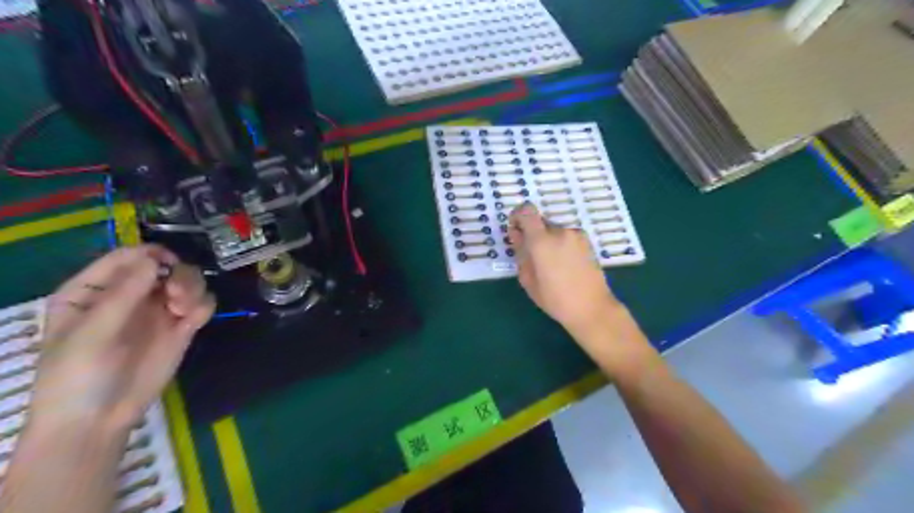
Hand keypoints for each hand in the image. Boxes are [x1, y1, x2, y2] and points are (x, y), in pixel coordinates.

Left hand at [28, 245, 216, 432]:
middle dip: (177, 275)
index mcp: (95, 290)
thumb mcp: (92, 334)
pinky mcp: (182, 326)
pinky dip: (203, 305)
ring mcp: (158, 310)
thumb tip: (154, 259)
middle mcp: (130, 294)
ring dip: (192, 288)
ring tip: (185, 310)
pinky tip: (194, 319)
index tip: (167, 266)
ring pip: (188, 281)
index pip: (127, 257)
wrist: (99, 420)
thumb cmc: (78, 376)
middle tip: (177, 295)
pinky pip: (202, 303)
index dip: (149, 255)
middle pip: (165, 265)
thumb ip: (123, 295)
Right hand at [507, 202, 621, 338]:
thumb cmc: (555, 299)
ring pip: (553, 230)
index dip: (517, 216)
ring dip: (547, 240)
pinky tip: (564, 265)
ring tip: (550, 265)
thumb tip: (516, 234)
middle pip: (539, 222)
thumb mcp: (528, 279)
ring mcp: (576, 235)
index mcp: (542, 241)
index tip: (516, 231)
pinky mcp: (587, 241)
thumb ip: (520, 252)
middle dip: (532, 234)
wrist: (592, 308)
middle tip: (532, 256)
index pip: (526, 210)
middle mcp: (560, 231)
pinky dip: (560, 244)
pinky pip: (566, 236)